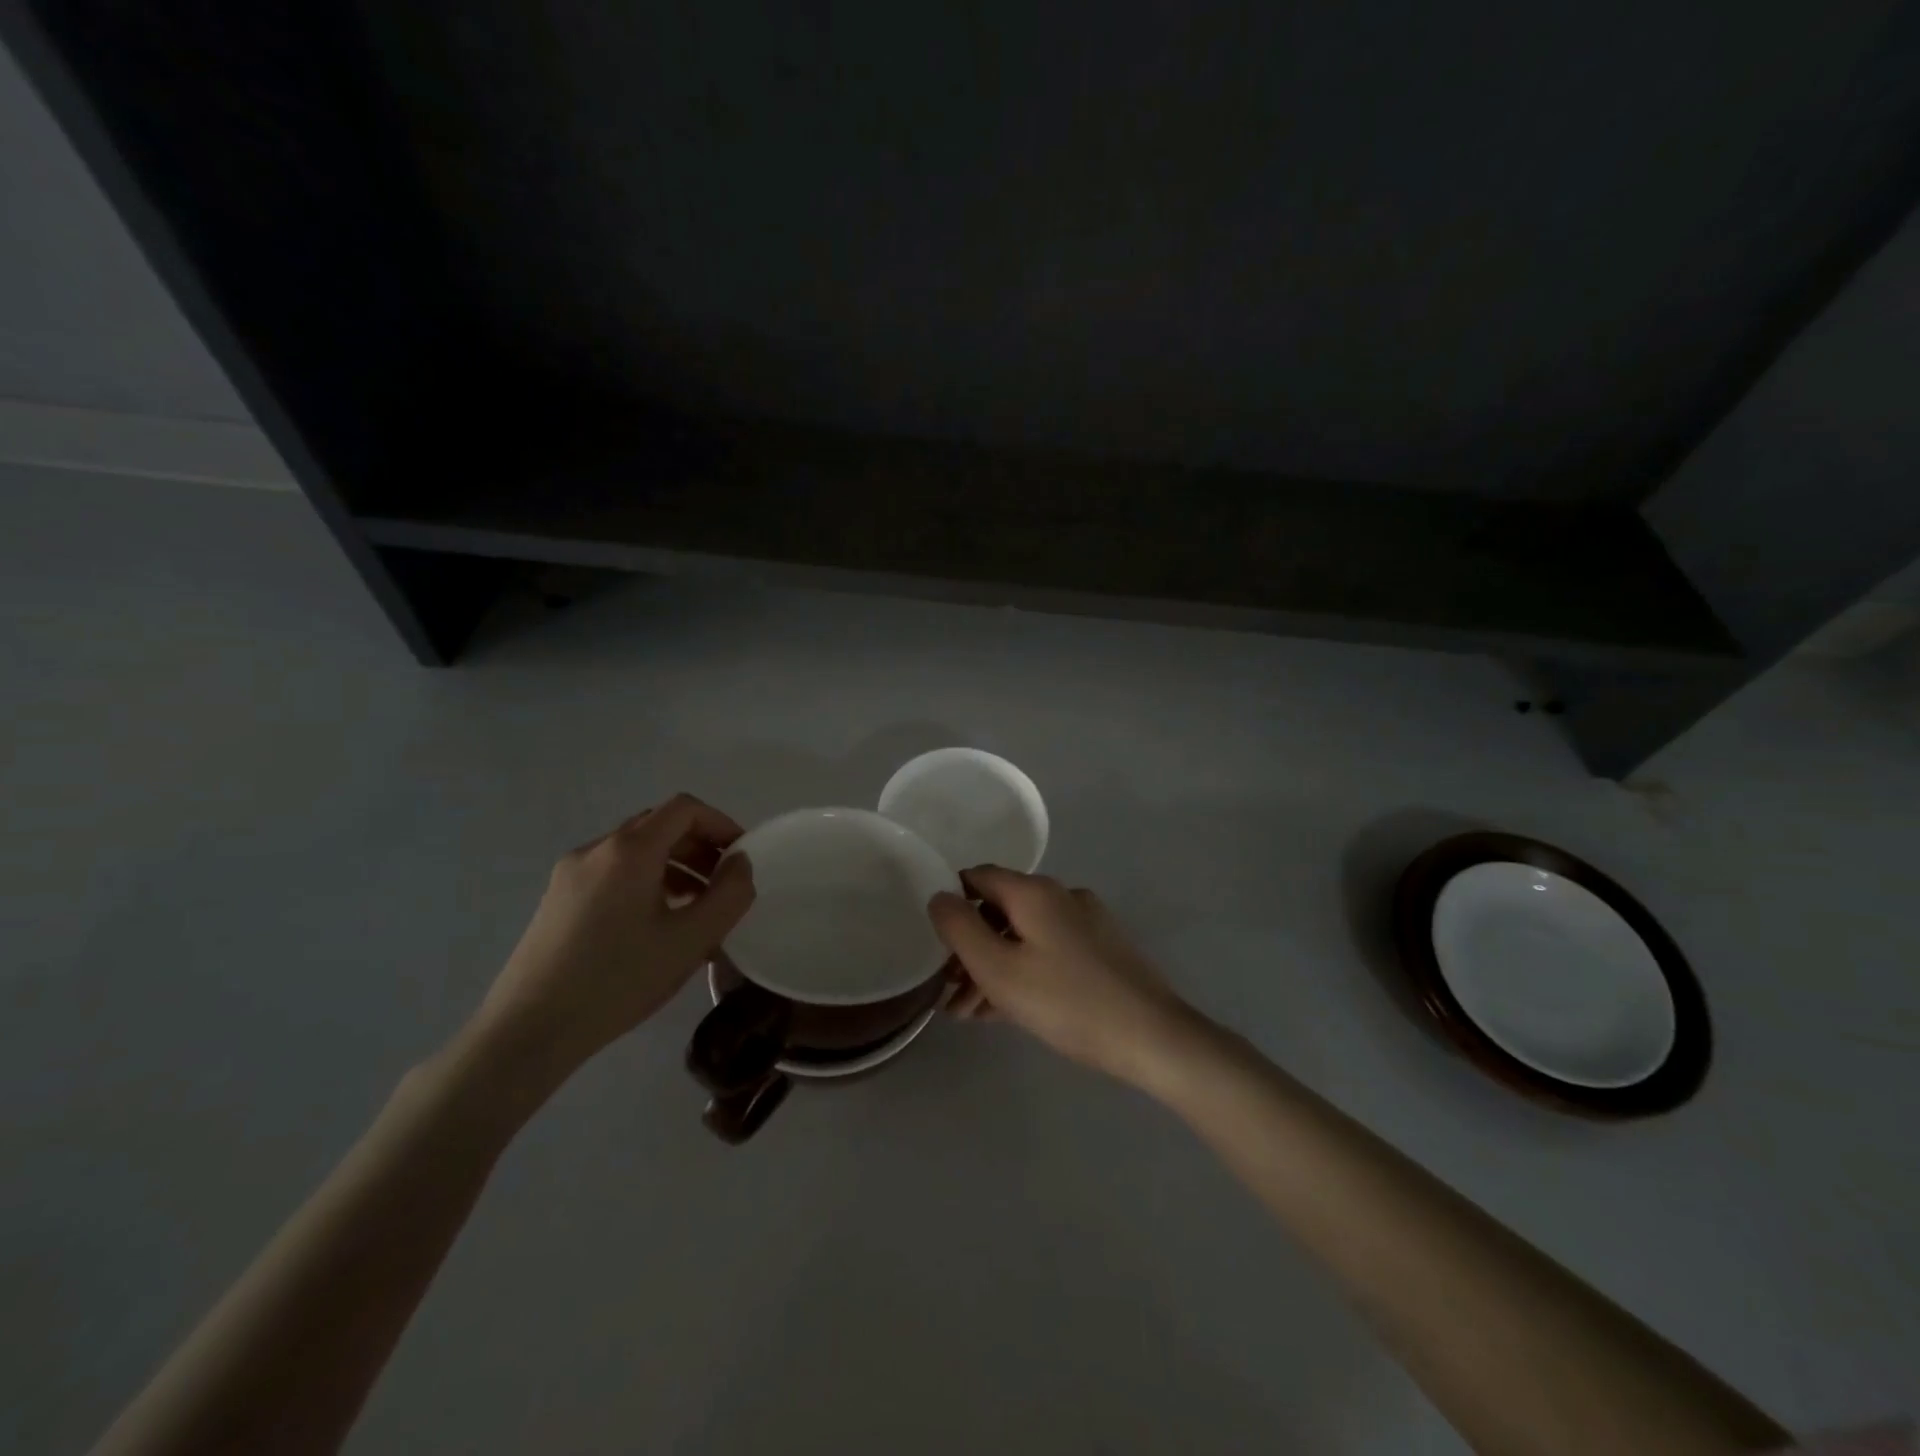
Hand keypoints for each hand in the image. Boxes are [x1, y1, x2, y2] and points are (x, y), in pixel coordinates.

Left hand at [464, 795, 755, 1084]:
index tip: (742, 857)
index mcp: (629, 851)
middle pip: (659, 825)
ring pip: (635, 851)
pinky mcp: (557, 899)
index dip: (721, 824)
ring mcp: (570, 873)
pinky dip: (646, 882)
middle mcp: (596, 849)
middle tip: (723, 884)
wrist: (528, 1031)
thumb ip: (730, 895)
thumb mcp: (691, 940)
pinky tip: (655, 925)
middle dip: (699, 847)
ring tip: (695, 909)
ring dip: (675, 866)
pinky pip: (613, 873)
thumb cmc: (618, 980)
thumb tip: (740, 864)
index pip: (684, 809)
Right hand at [928, 866, 1198, 1084]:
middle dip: (970, 948)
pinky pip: (1048, 951)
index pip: (978, 877)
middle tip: (948, 992)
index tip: (934, 942)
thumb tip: (939, 896)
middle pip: (1001, 910)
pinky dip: (1023, 972)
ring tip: (969, 1013)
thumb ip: (960, 929)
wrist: (1152, 1037)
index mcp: (1034, 892)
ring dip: (993, 967)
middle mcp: (1061, 896)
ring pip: (1024, 935)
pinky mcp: (1102, 949)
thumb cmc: (1067, 1002)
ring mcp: (1086, 922)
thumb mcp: (999, 969)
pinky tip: (1006, 1010)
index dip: (951, 903)